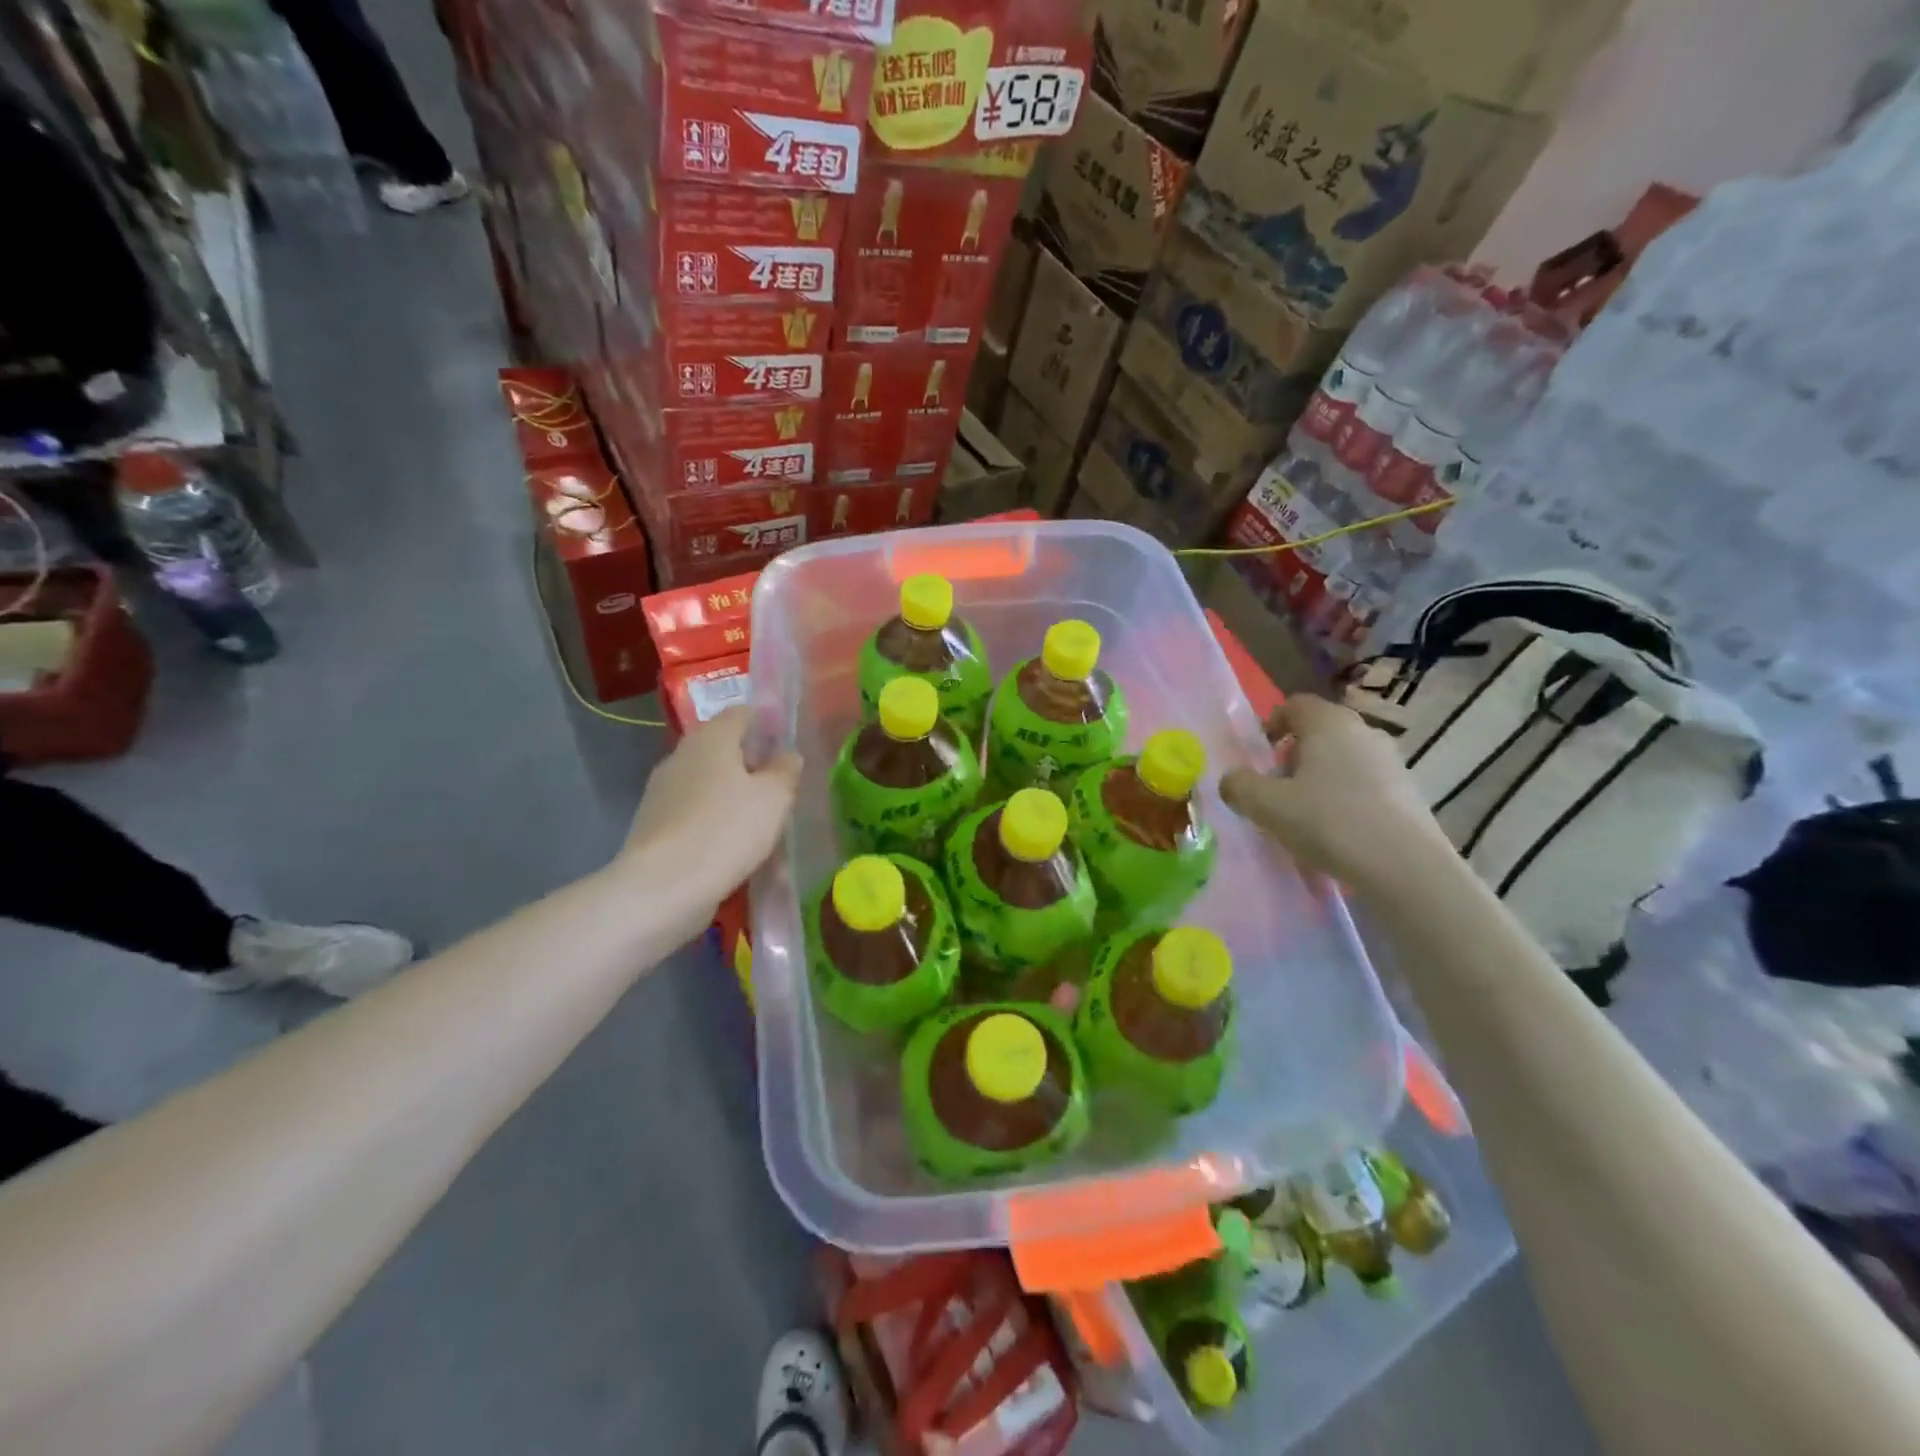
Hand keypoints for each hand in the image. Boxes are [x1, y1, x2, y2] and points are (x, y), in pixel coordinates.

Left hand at [620, 708, 801, 901]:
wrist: (663, 887)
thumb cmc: (727, 829)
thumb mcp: (774, 798)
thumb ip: (785, 770)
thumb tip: (787, 755)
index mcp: (711, 738)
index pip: (742, 712)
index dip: (767, 723)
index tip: (789, 744)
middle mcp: (682, 755)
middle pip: (723, 748)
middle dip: (752, 763)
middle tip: (781, 786)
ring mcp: (663, 791)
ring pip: (709, 783)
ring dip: (734, 795)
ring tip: (762, 821)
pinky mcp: (655, 824)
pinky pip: (695, 813)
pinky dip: (715, 821)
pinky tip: (734, 846)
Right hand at [1220, 694, 1452, 894]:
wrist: (1405, 867)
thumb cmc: (1329, 822)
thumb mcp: (1266, 806)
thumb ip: (1239, 786)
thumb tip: (1231, 780)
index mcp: (1328, 722)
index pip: (1294, 704)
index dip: (1270, 725)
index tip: (1257, 757)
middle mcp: (1362, 731)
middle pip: (1319, 731)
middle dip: (1292, 756)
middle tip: (1275, 788)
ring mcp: (1391, 760)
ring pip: (1342, 759)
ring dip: (1319, 778)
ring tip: (1304, 815)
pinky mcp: (1408, 791)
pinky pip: (1364, 784)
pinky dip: (1344, 798)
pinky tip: (1336, 832)